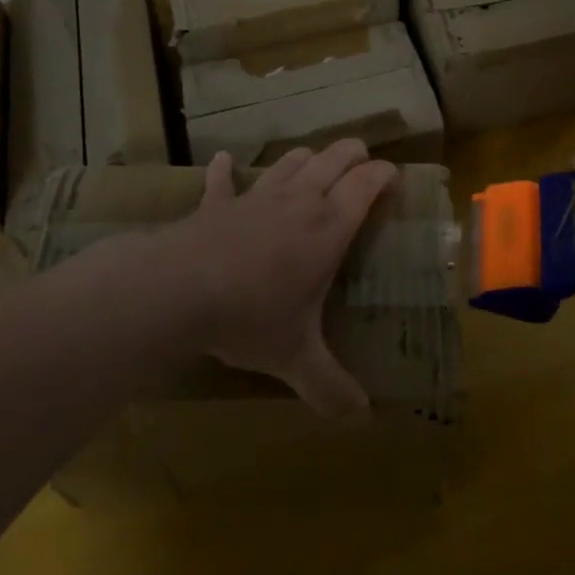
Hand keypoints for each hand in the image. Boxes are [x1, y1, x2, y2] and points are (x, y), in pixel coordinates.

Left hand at [162, 141, 397, 415]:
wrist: (179, 292)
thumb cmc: (252, 316)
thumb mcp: (296, 358)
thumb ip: (331, 387)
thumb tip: (362, 419)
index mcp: (329, 226)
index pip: (368, 181)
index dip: (386, 174)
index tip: (395, 183)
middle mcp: (300, 200)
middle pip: (336, 156)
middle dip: (354, 155)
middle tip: (362, 170)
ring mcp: (257, 196)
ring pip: (292, 160)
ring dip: (307, 160)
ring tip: (313, 170)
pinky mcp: (218, 203)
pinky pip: (223, 178)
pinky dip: (225, 170)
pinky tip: (223, 162)